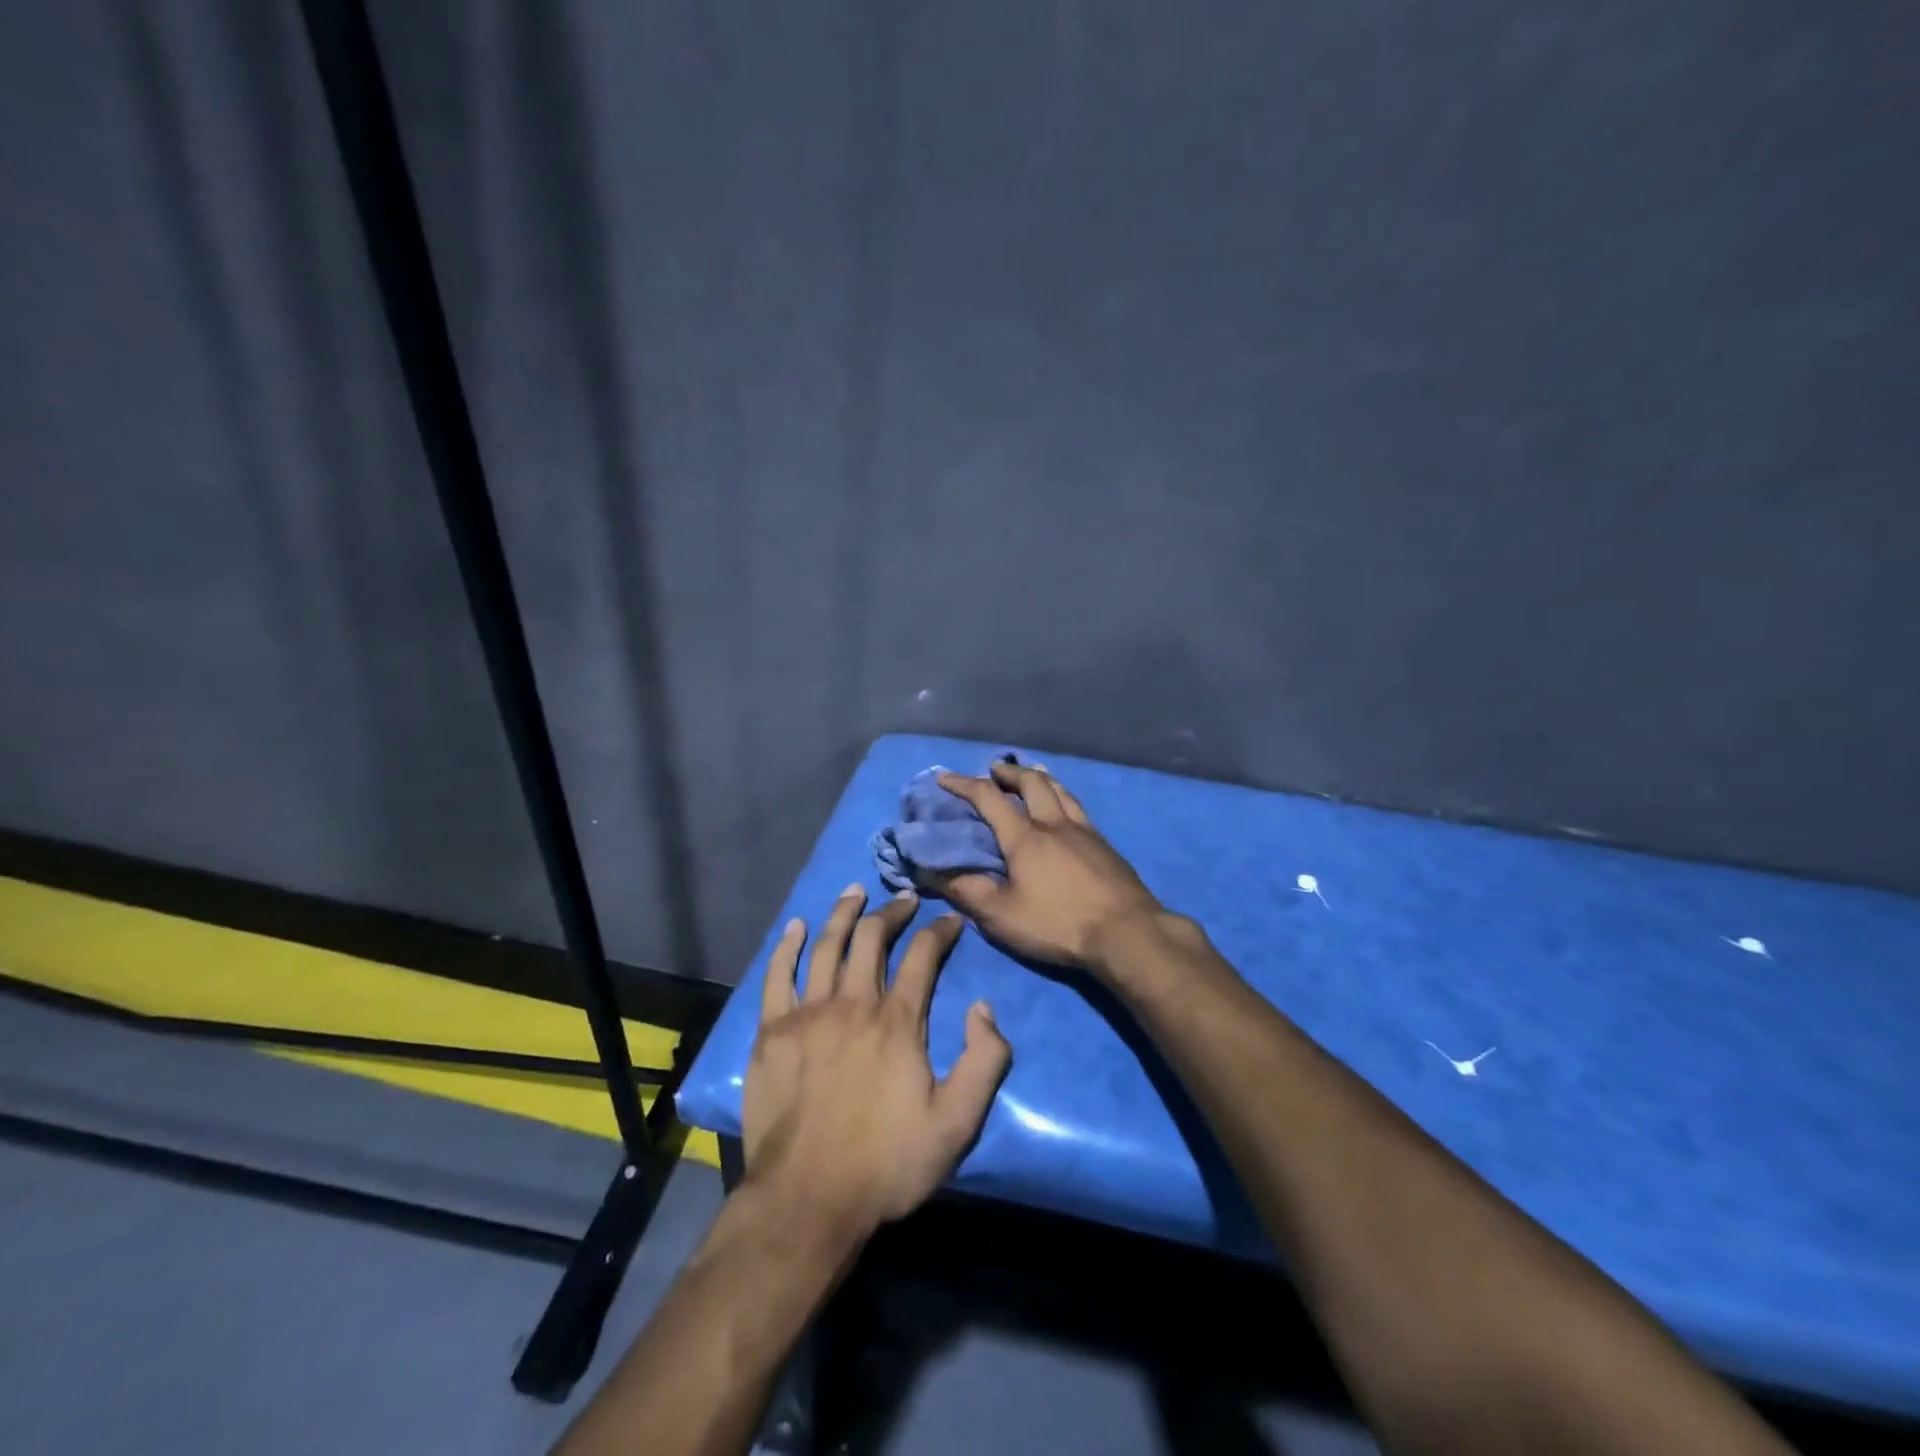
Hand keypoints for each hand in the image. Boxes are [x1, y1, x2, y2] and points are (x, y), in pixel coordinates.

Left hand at [743, 885, 1012, 1241]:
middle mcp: (853, 1003)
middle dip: (892, 912)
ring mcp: (807, 1013)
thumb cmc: (886, 1164)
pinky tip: (795, 926)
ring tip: (855, 891)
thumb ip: (984, 1062)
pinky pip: (777, 975)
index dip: (939, 931)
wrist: (807, 1200)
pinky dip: (786, 947)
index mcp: (897, 1021)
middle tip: (904, 899)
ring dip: (844, 914)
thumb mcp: (956, 1124)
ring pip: (826, 946)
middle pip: (873, 939)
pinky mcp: (772, 1031)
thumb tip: (983, 1007)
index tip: (949, 921)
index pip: (923, 956)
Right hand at [935, 762, 1163, 973]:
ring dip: (1039, 777)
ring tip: (1030, 774)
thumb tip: (932, 871)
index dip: (963, 784)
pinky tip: (1065, 807)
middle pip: (1031, 782)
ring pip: (1059, 789)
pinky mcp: (1105, 844)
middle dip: (1008, 772)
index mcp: (1025, 836)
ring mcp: (1084, 830)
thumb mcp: (1002, 916)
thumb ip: (967, 891)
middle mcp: (1054, 823)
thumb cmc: (1058, 923)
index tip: (944, 777)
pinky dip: (1062, 795)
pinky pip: (1077, 806)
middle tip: (993, 770)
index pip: (988, 798)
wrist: (1126, 932)